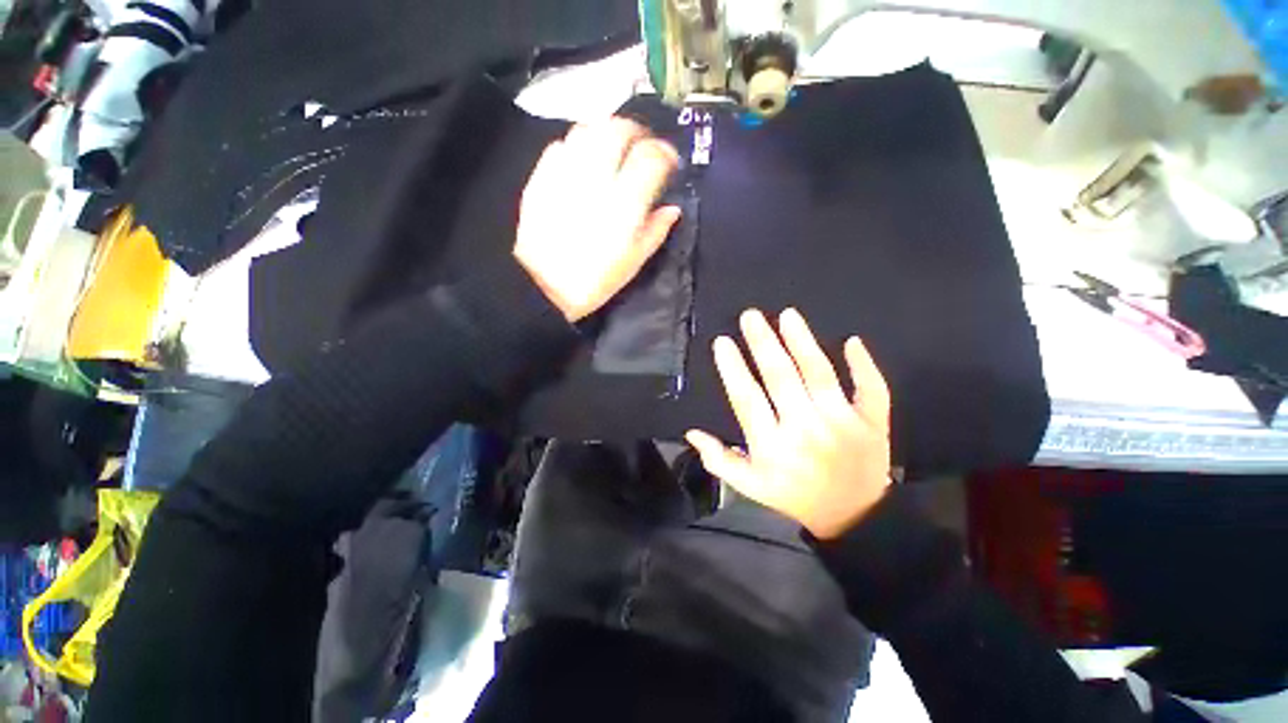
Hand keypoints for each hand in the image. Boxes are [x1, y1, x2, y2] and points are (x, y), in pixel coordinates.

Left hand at [515, 118, 681, 321]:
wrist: (544, 287)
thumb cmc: (595, 281)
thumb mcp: (634, 262)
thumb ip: (656, 231)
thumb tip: (672, 208)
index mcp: (624, 204)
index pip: (651, 157)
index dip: (666, 152)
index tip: (669, 161)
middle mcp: (597, 180)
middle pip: (618, 129)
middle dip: (636, 131)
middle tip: (641, 145)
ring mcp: (566, 175)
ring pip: (588, 129)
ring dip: (606, 132)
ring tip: (611, 149)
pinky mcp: (542, 177)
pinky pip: (561, 145)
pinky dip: (577, 145)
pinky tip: (581, 161)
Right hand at [686, 309, 892, 539]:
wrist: (854, 518)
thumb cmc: (795, 496)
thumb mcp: (750, 486)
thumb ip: (719, 460)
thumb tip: (692, 432)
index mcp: (772, 446)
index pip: (747, 399)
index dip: (733, 369)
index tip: (722, 342)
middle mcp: (804, 429)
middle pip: (781, 378)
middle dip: (763, 343)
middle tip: (750, 316)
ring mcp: (842, 424)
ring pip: (820, 374)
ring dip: (802, 342)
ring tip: (787, 315)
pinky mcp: (873, 424)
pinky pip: (871, 389)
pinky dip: (864, 365)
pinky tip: (852, 341)